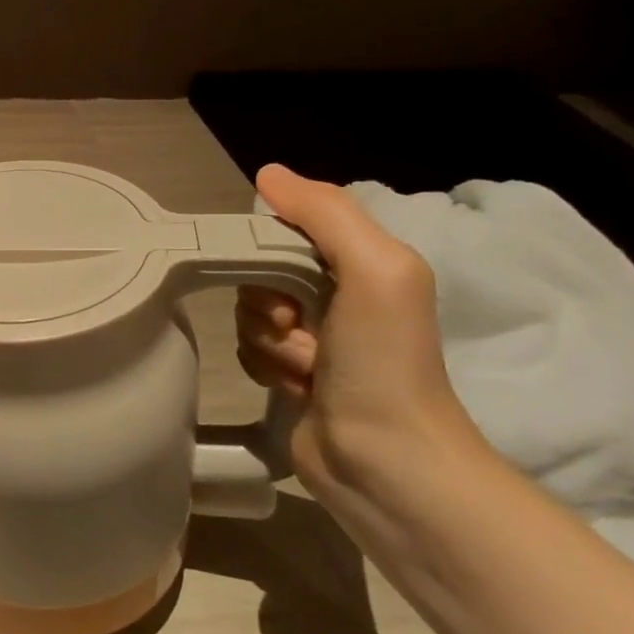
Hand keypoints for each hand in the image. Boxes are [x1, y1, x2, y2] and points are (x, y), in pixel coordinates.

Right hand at [236, 164, 489, 499]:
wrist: (385, 461)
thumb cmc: (384, 361)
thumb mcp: (375, 269)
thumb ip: (325, 213)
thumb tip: (266, 173)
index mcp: (363, 261)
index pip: (288, 228)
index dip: (268, 248)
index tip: (277, 277)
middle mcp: (338, 293)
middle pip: (260, 271)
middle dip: (267, 301)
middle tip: (296, 327)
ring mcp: (314, 336)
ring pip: (249, 312)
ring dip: (267, 340)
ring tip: (305, 369)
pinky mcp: (291, 373)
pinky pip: (248, 348)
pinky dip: (264, 365)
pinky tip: (296, 387)